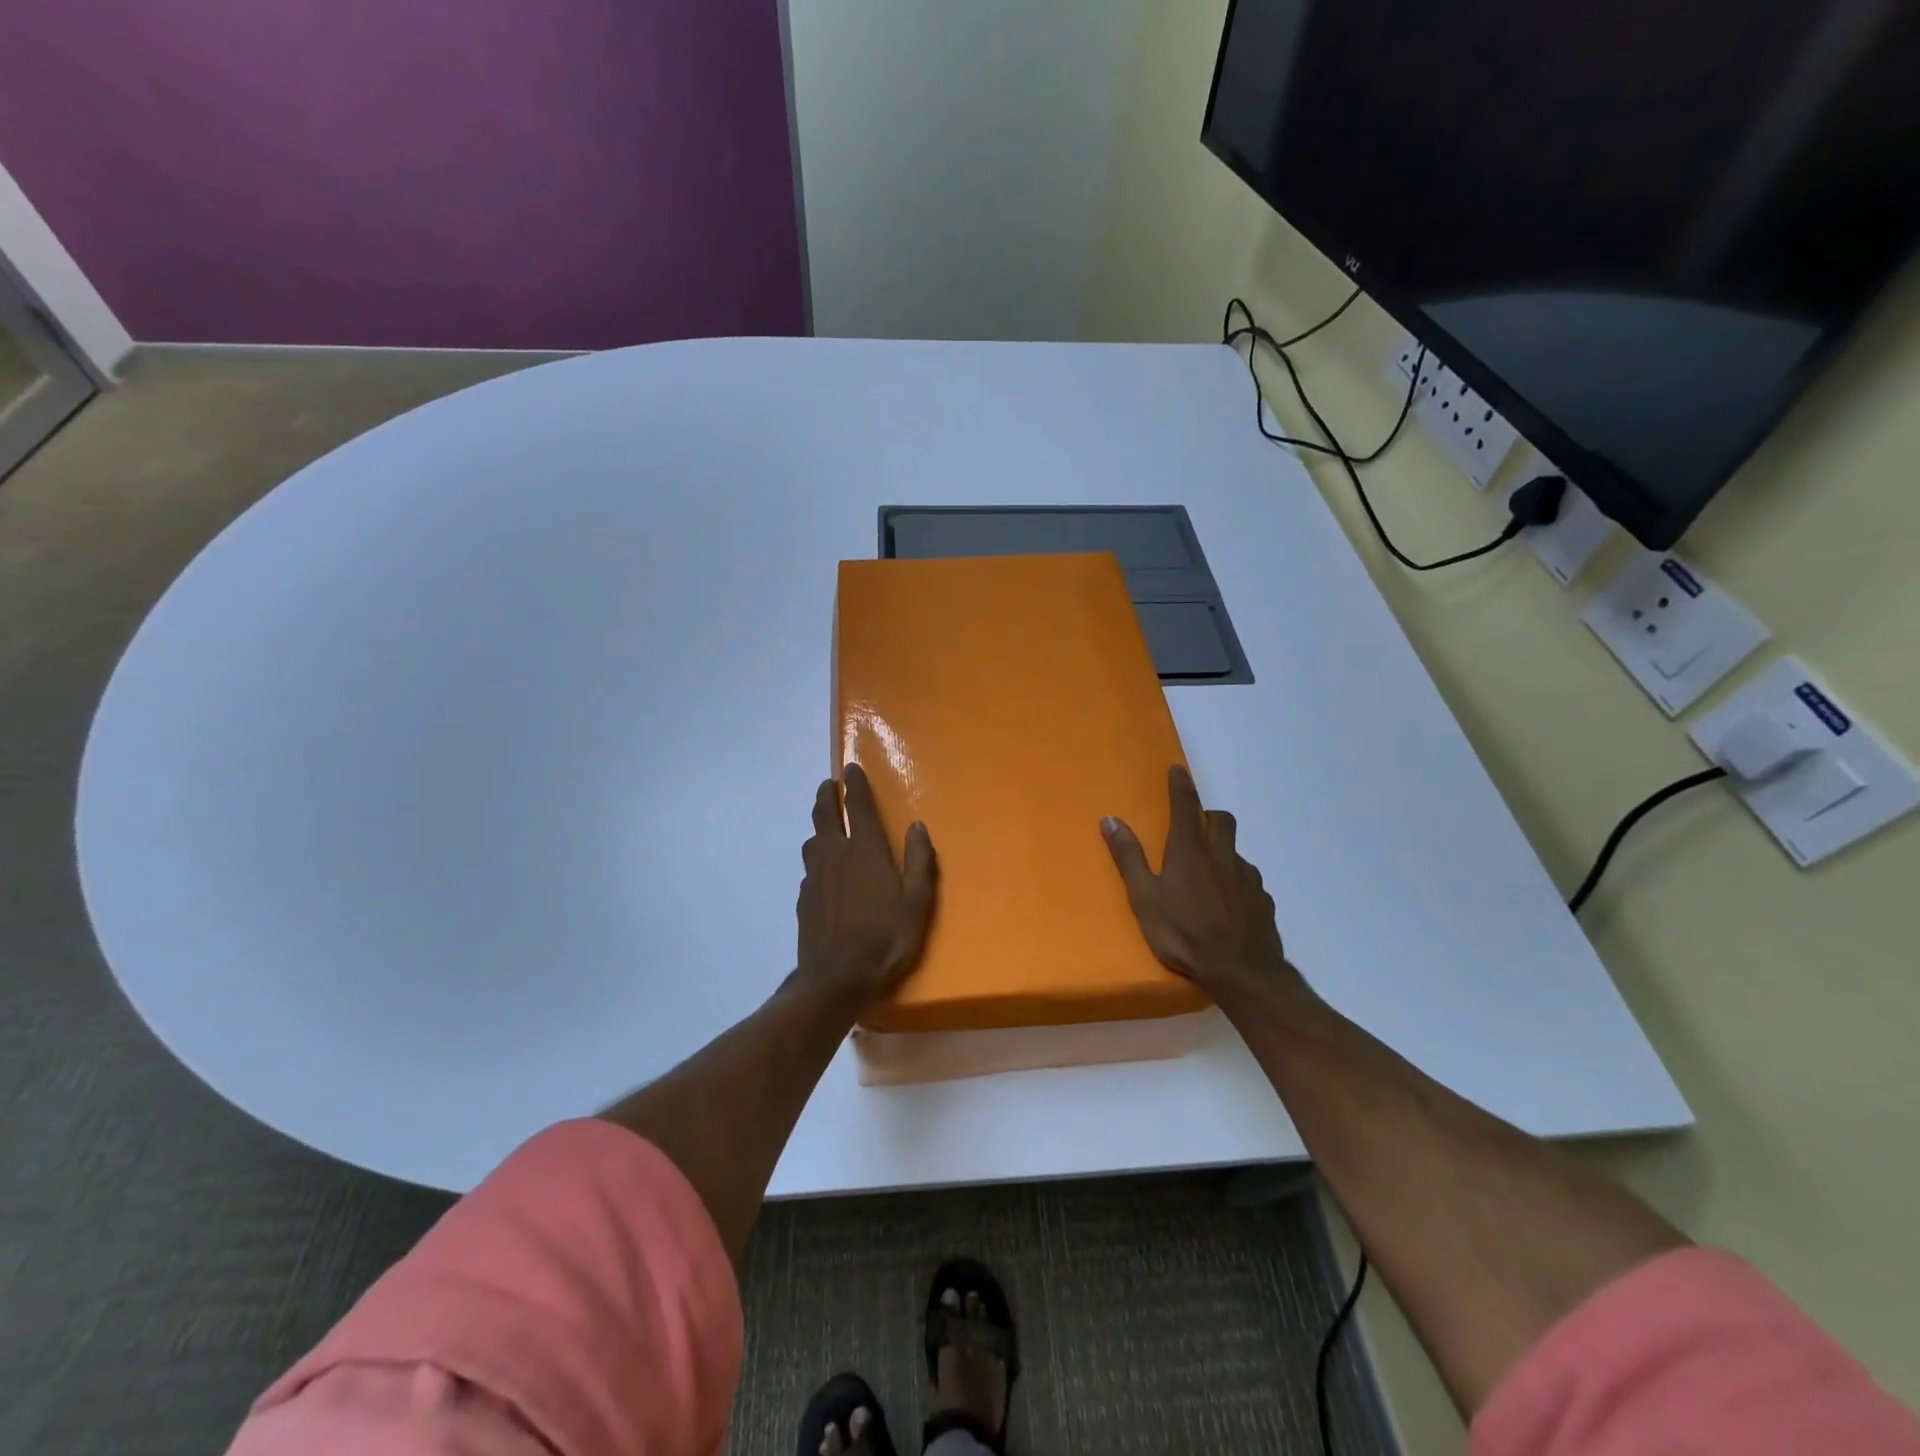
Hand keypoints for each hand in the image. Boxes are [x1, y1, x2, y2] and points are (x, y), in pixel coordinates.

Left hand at [795, 763, 937, 1004]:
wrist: (836, 978)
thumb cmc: (886, 938)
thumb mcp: (917, 902)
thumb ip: (919, 861)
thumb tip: (917, 826)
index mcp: (866, 851)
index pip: (858, 806)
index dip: (855, 784)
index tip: (850, 768)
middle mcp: (835, 855)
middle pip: (824, 815)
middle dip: (826, 796)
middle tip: (829, 786)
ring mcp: (815, 877)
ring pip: (812, 841)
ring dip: (818, 827)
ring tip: (826, 827)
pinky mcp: (803, 899)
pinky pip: (808, 870)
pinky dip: (816, 861)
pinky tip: (822, 874)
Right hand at [1102, 765, 1298, 998]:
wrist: (1241, 972)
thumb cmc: (1184, 934)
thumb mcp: (1144, 899)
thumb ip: (1129, 858)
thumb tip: (1110, 819)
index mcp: (1189, 852)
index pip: (1186, 806)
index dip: (1181, 785)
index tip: (1178, 770)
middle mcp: (1221, 856)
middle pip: (1221, 820)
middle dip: (1207, 814)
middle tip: (1193, 825)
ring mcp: (1247, 878)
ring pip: (1236, 850)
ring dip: (1222, 848)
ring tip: (1208, 871)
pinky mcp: (1262, 900)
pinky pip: (1249, 879)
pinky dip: (1236, 880)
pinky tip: (1228, 902)